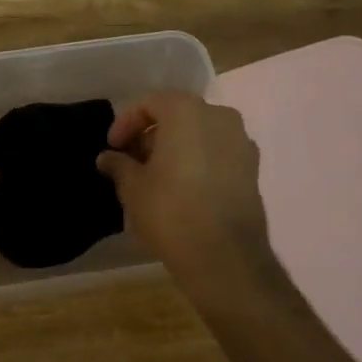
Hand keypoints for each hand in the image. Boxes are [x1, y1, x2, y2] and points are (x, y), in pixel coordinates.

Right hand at [96, 91, 269, 288]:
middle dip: (152, 136)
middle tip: (133, 162)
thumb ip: (119, 165)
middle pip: (177, 116)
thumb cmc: (171, 211)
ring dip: (177, 148)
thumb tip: (107, 158)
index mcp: (186, 110)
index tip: (114, 148)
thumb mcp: (133, 187)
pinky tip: (184, 189)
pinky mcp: (254, 169)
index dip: (126, 124)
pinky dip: (199, 162)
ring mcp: (241, 142)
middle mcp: (219, 116)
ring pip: (200, 134)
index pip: (149, 104)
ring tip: (157, 177)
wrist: (226, 258)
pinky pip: (218, 154)